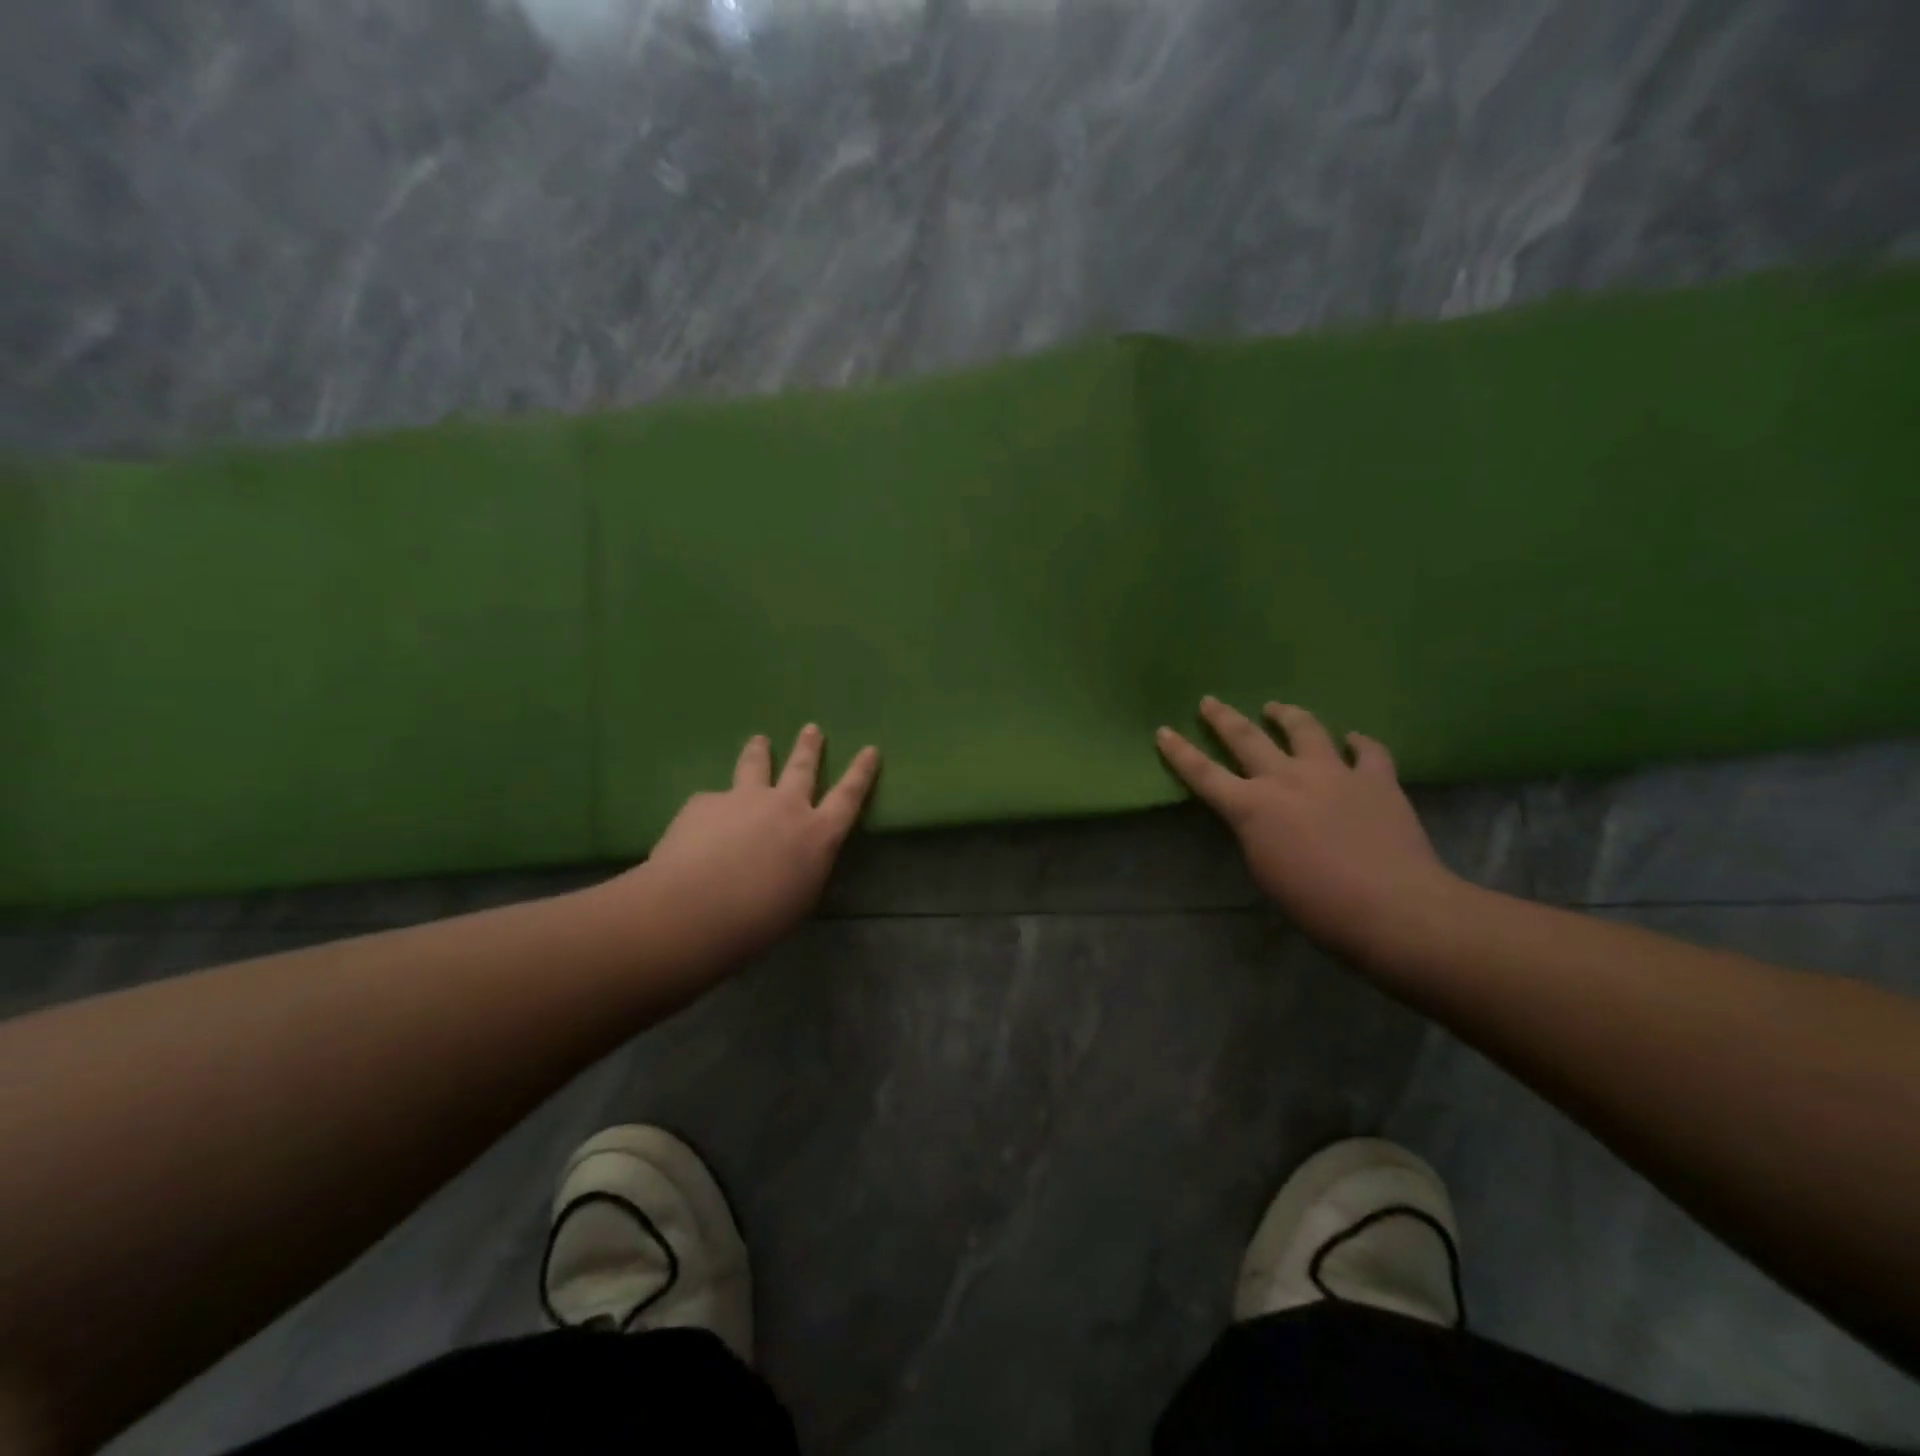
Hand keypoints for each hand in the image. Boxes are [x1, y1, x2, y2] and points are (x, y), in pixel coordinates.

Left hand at [626, 726, 879, 964]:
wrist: (694, 909)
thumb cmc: (757, 920)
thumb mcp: (799, 898)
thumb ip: (802, 869)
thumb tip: (794, 859)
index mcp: (817, 834)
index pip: (849, 796)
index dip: (861, 773)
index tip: (870, 749)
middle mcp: (786, 806)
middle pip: (802, 768)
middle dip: (809, 748)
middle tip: (811, 729)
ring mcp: (744, 798)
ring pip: (755, 766)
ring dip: (760, 751)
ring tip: (759, 740)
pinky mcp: (705, 802)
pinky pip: (711, 802)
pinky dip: (711, 810)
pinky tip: (697, 828)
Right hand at [1157, 698, 1459, 958]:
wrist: (1390, 906)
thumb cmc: (1316, 903)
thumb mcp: (1265, 871)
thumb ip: (1256, 834)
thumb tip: (1261, 818)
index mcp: (1252, 807)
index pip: (1203, 773)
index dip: (1179, 752)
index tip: (1163, 731)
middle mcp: (1287, 778)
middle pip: (1246, 738)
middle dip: (1223, 718)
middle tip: (1209, 701)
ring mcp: (1334, 773)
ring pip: (1305, 730)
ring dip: (1286, 715)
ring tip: (1276, 708)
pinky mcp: (1376, 779)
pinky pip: (1368, 751)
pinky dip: (1359, 743)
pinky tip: (1354, 739)